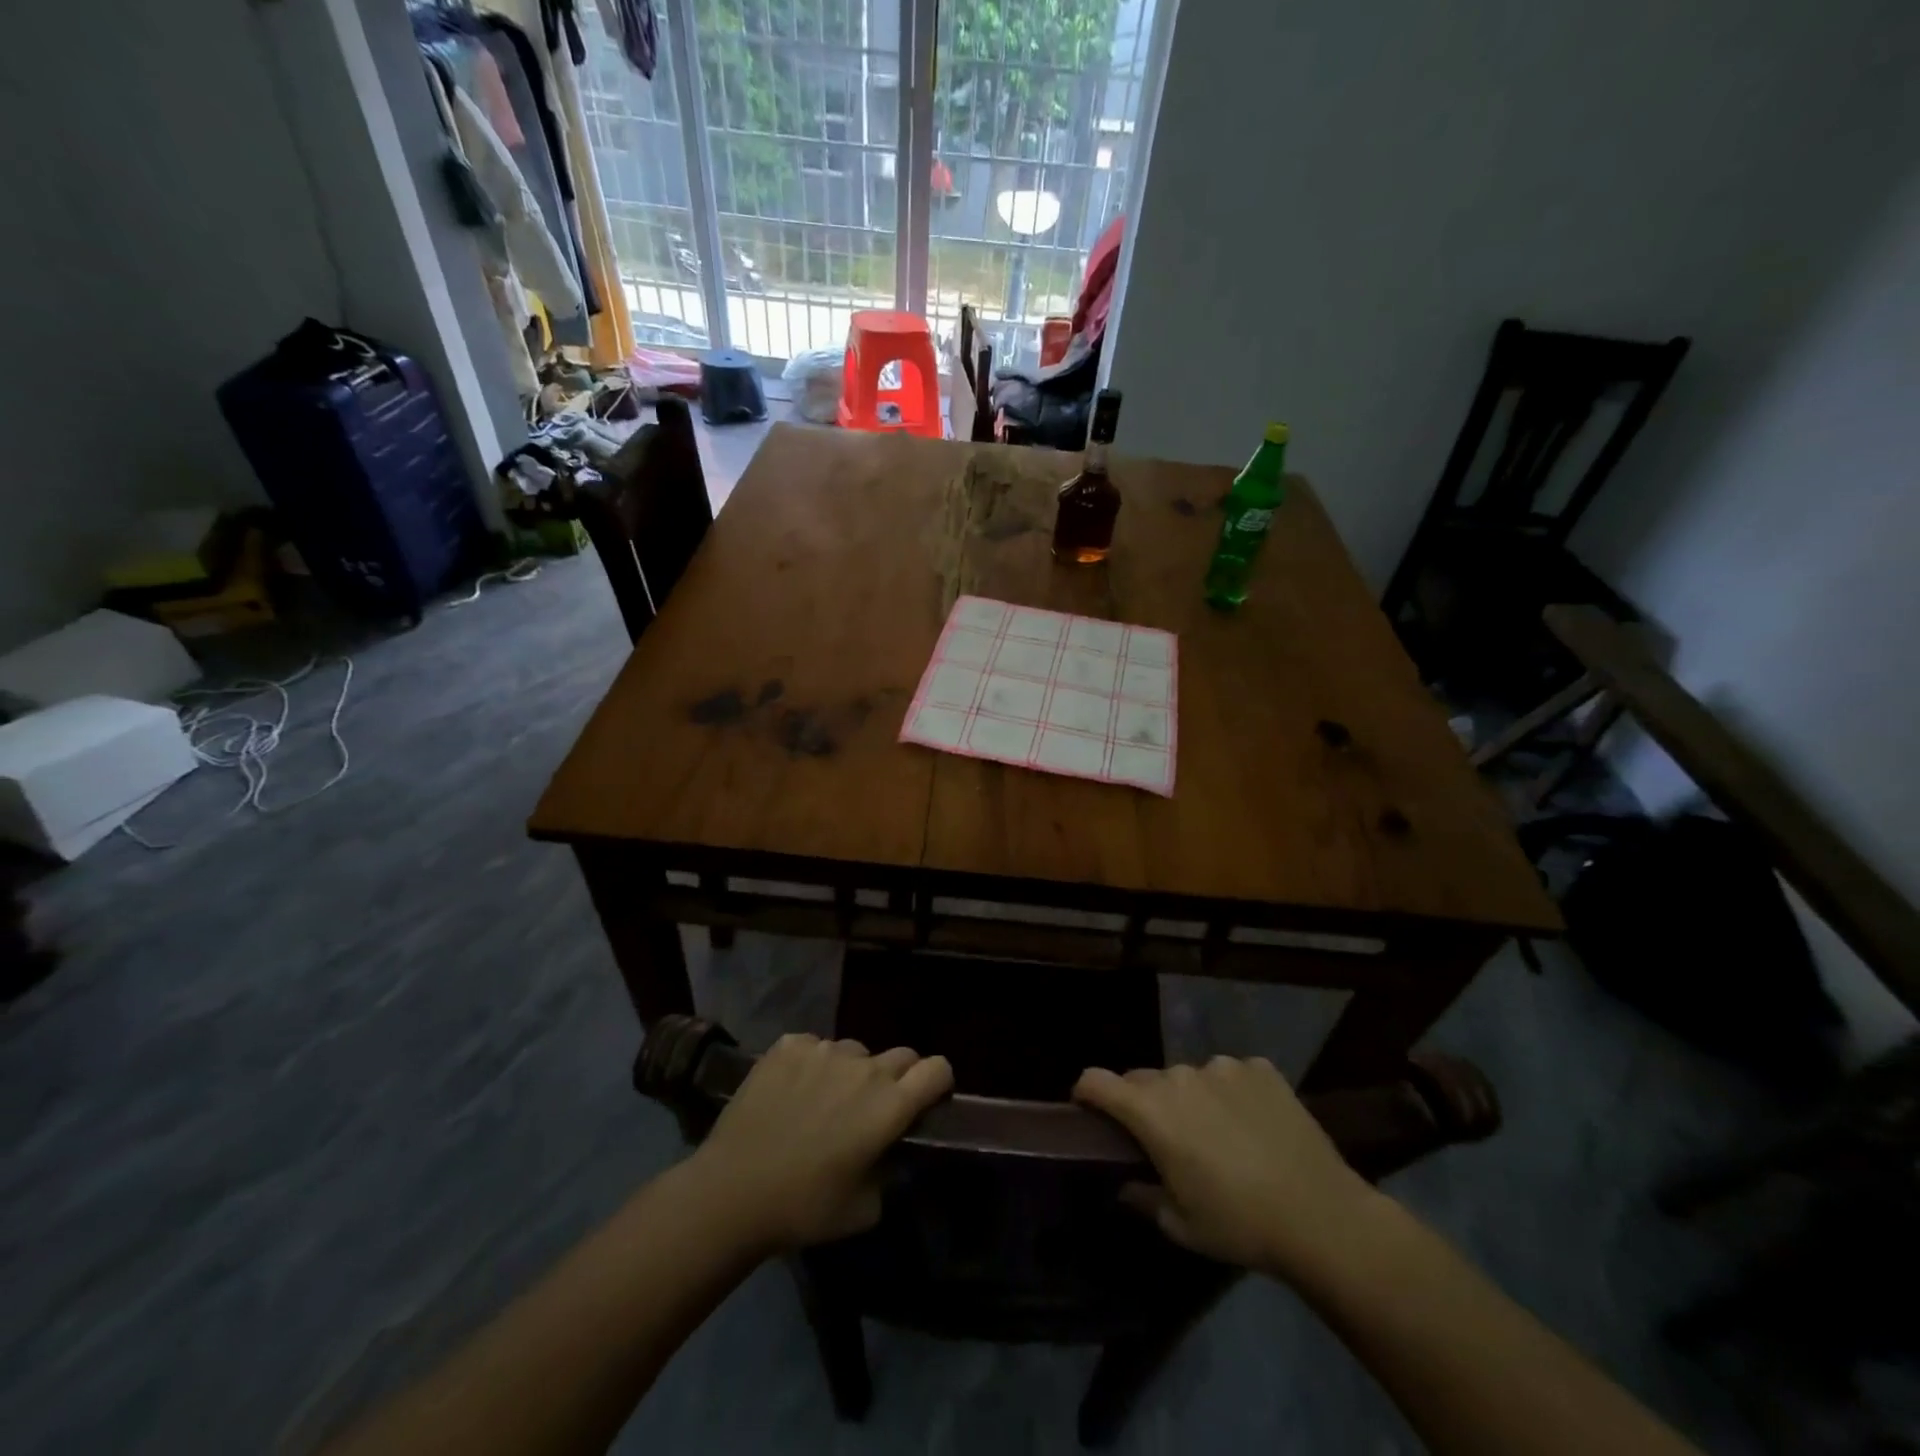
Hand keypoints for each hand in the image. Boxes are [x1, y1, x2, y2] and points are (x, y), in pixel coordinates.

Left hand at [687, 1033, 953, 1251]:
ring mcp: (824, 1051)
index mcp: (889, 1105)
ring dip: (852, 1072)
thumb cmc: (804, 1208)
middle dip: (899, 1078)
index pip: (938, 1069)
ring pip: (854, 1051)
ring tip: (824, 1102)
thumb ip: (889, 1172)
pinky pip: (815, 1047)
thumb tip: (890, 1152)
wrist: (732, 1191)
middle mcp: (864, 1068)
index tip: (928, 1100)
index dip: (939, 1083)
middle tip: (873, 1109)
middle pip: (902, 1055)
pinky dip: (812, 1065)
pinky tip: (792, 1092)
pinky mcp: (789, 1046)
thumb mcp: (864, 1209)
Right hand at [1073, 1056, 1378, 1276]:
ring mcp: (1223, 1067)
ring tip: (1219, 1135)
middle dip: (1144, 1104)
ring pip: (1190, 1077)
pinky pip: (1232, 1075)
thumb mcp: (1180, 1225)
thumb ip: (1142, 1196)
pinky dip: (1232, 1094)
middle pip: (1145, 1079)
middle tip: (1165, 1140)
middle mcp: (1180, 1076)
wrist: (1322, 1216)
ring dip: (1191, 1098)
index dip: (1086, 1092)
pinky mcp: (1260, 1068)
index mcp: (1152, 1111)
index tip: (1089, 1110)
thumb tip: (1124, 1183)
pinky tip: (1255, 1126)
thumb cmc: (1239, 1224)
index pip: (1097, 1080)